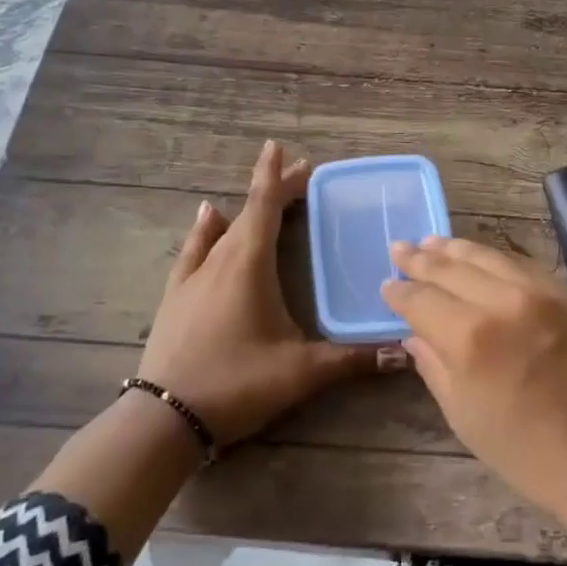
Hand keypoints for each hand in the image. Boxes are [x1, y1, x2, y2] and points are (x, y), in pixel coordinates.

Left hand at [138, 140, 391, 446]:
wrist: (164, 418)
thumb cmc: (236, 383)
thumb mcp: (300, 372)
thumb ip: (352, 360)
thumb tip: (402, 353)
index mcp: (248, 265)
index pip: (265, 207)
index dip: (276, 176)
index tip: (281, 147)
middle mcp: (219, 260)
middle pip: (249, 213)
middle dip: (274, 192)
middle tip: (301, 175)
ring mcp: (192, 278)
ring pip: (223, 229)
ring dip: (246, 210)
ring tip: (263, 196)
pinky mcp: (175, 297)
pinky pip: (194, 250)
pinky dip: (205, 230)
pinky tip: (206, 217)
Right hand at [381, 236, 566, 518]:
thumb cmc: (524, 452)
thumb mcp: (463, 415)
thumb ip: (434, 365)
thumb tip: (415, 334)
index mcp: (470, 338)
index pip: (422, 300)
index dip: (399, 292)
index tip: (386, 285)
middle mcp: (504, 303)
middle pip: (452, 269)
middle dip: (421, 259)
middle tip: (399, 248)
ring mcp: (541, 295)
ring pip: (489, 257)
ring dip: (456, 248)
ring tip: (432, 242)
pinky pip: (522, 266)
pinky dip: (495, 258)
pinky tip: (481, 258)